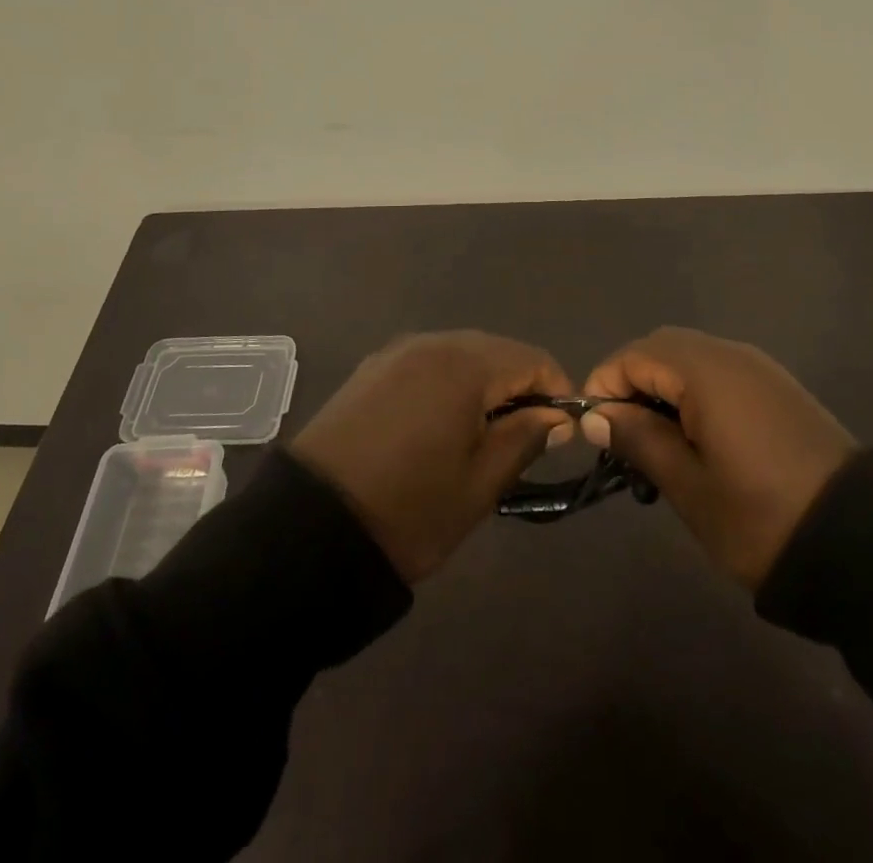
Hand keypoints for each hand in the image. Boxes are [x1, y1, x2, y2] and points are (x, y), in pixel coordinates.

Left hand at [290, 331, 574, 581]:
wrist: (309, 529)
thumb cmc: (410, 509)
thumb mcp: (481, 483)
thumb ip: (525, 438)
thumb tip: (556, 416)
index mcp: (464, 364)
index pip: (531, 358)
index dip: (556, 388)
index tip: (563, 429)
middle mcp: (430, 343)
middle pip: (495, 350)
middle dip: (519, 384)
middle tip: (526, 434)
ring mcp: (395, 353)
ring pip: (459, 354)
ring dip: (483, 384)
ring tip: (485, 432)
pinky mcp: (370, 370)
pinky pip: (426, 364)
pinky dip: (447, 384)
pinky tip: (442, 422)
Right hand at [579, 327, 858, 588]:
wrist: (864, 547)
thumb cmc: (761, 518)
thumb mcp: (688, 486)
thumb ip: (638, 439)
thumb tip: (596, 415)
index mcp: (705, 372)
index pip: (633, 355)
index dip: (604, 386)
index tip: (595, 432)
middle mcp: (731, 355)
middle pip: (661, 348)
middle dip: (632, 382)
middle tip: (623, 436)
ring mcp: (760, 368)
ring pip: (691, 358)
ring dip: (663, 387)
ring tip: (656, 442)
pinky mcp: (779, 388)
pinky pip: (720, 372)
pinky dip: (694, 392)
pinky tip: (697, 438)